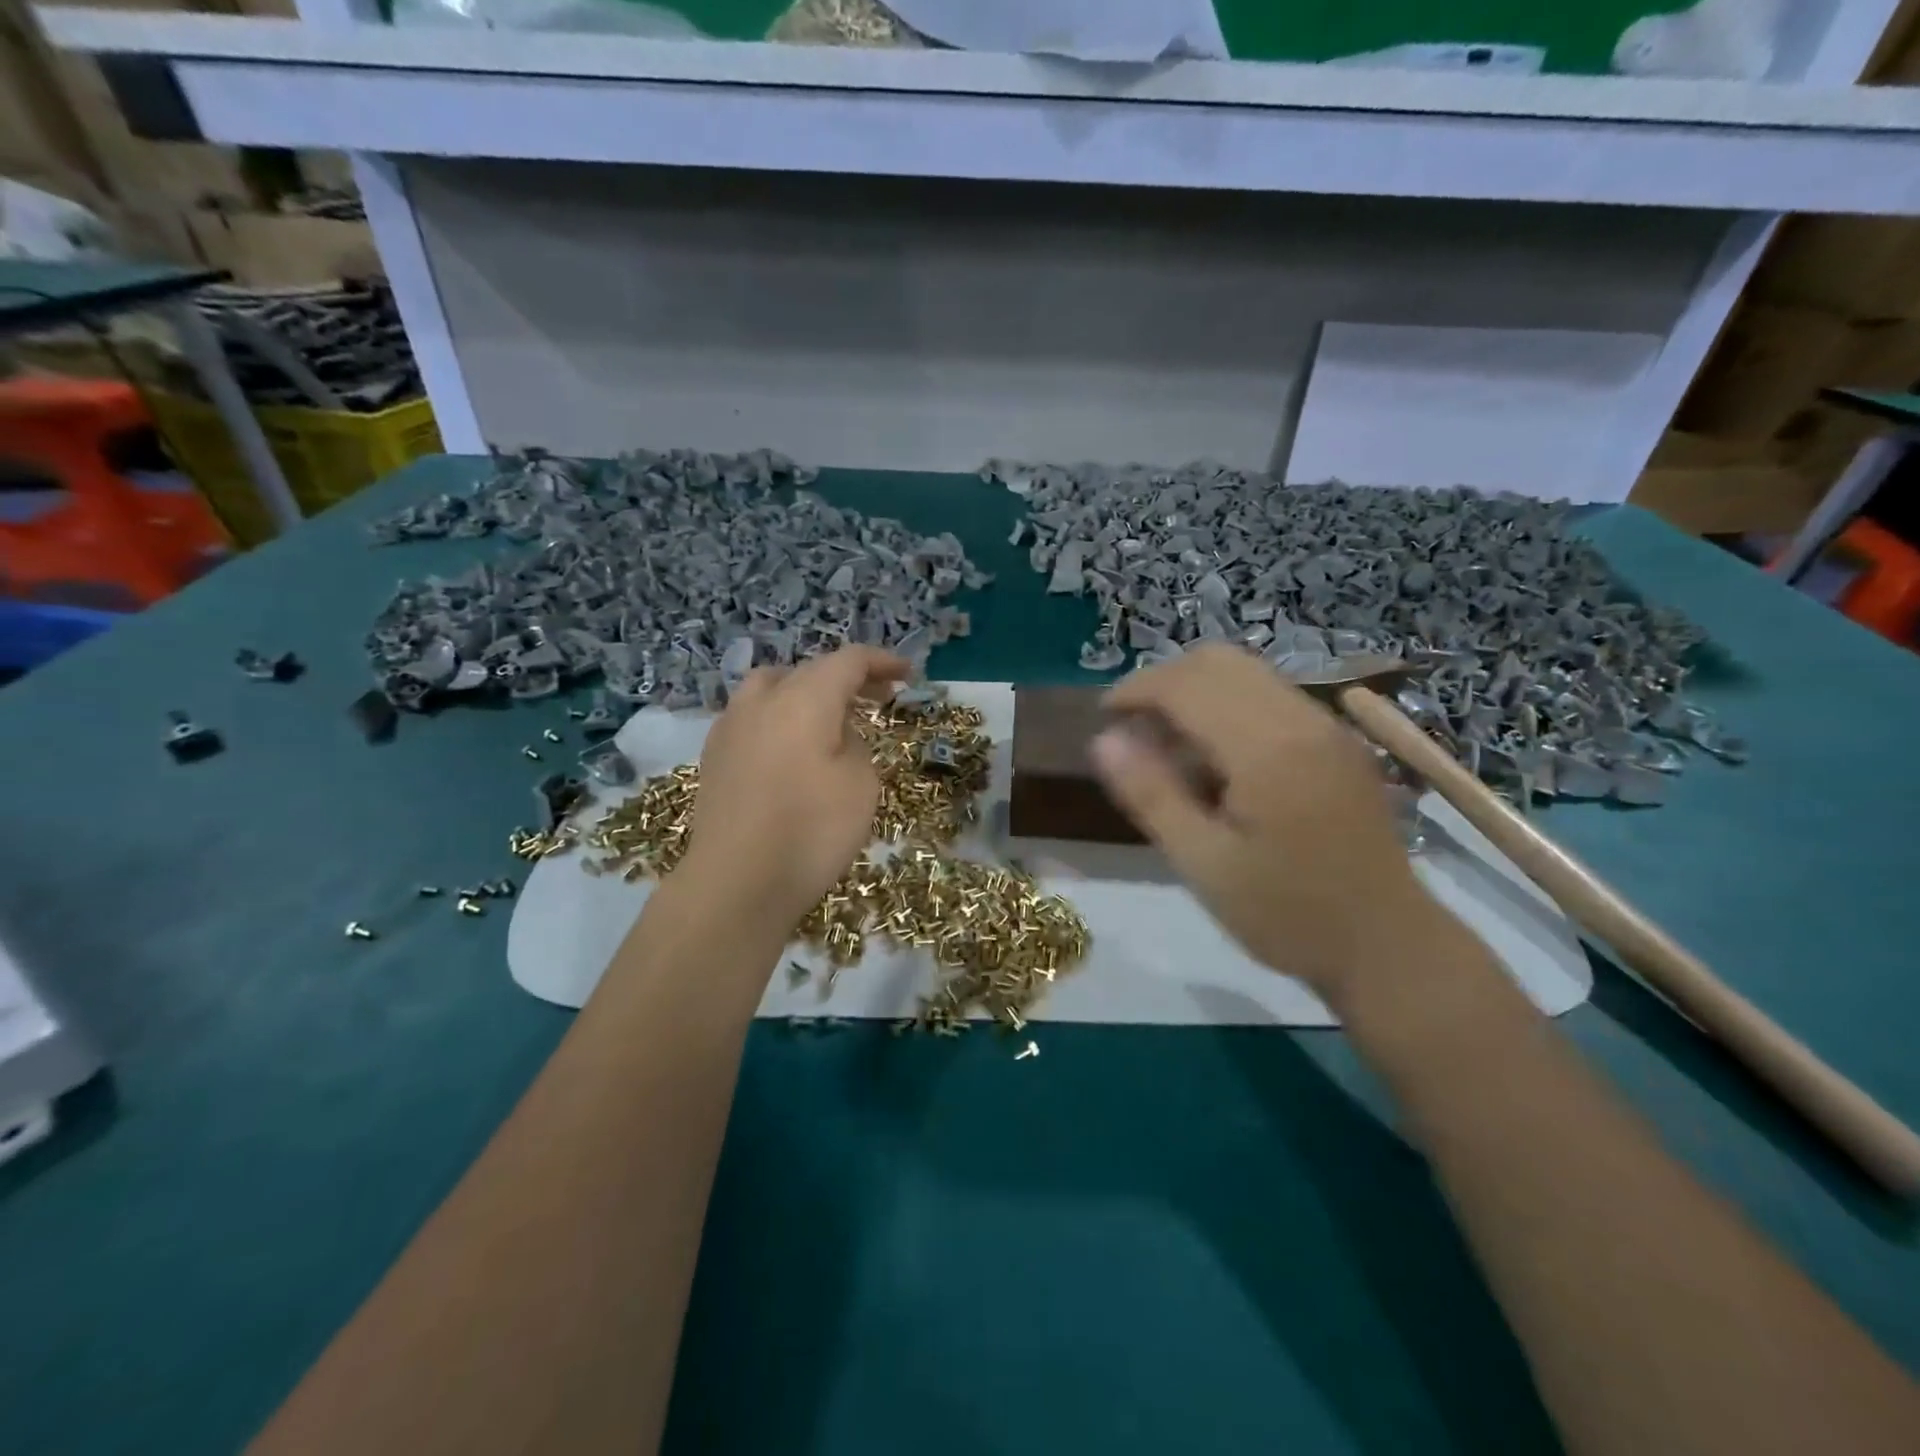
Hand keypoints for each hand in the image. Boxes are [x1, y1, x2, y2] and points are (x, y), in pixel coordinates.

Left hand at [678, 646, 905, 932]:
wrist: (736, 884)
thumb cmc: (811, 831)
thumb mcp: (861, 783)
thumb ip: (854, 743)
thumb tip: (834, 733)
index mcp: (804, 699)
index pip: (848, 661)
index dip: (881, 662)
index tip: (907, 675)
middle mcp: (762, 701)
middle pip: (810, 670)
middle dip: (847, 679)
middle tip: (878, 698)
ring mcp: (731, 726)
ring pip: (774, 687)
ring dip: (807, 692)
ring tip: (830, 718)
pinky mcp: (714, 755)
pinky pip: (753, 716)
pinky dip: (780, 716)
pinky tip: (790, 748)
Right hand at [1091, 643, 1436, 1005]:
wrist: (1389, 947)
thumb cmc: (1288, 915)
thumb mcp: (1204, 865)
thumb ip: (1151, 795)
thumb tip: (1103, 739)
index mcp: (1267, 750)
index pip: (1186, 685)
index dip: (1135, 690)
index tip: (1102, 719)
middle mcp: (1302, 720)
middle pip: (1218, 661)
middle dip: (1163, 681)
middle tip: (1132, 728)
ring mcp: (1328, 726)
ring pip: (1247, 671)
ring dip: (1196, 689)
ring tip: (1167, 741)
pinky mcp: (1339, 741)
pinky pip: (1271, 694)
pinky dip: (1228, 703)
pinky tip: (1215, 755)